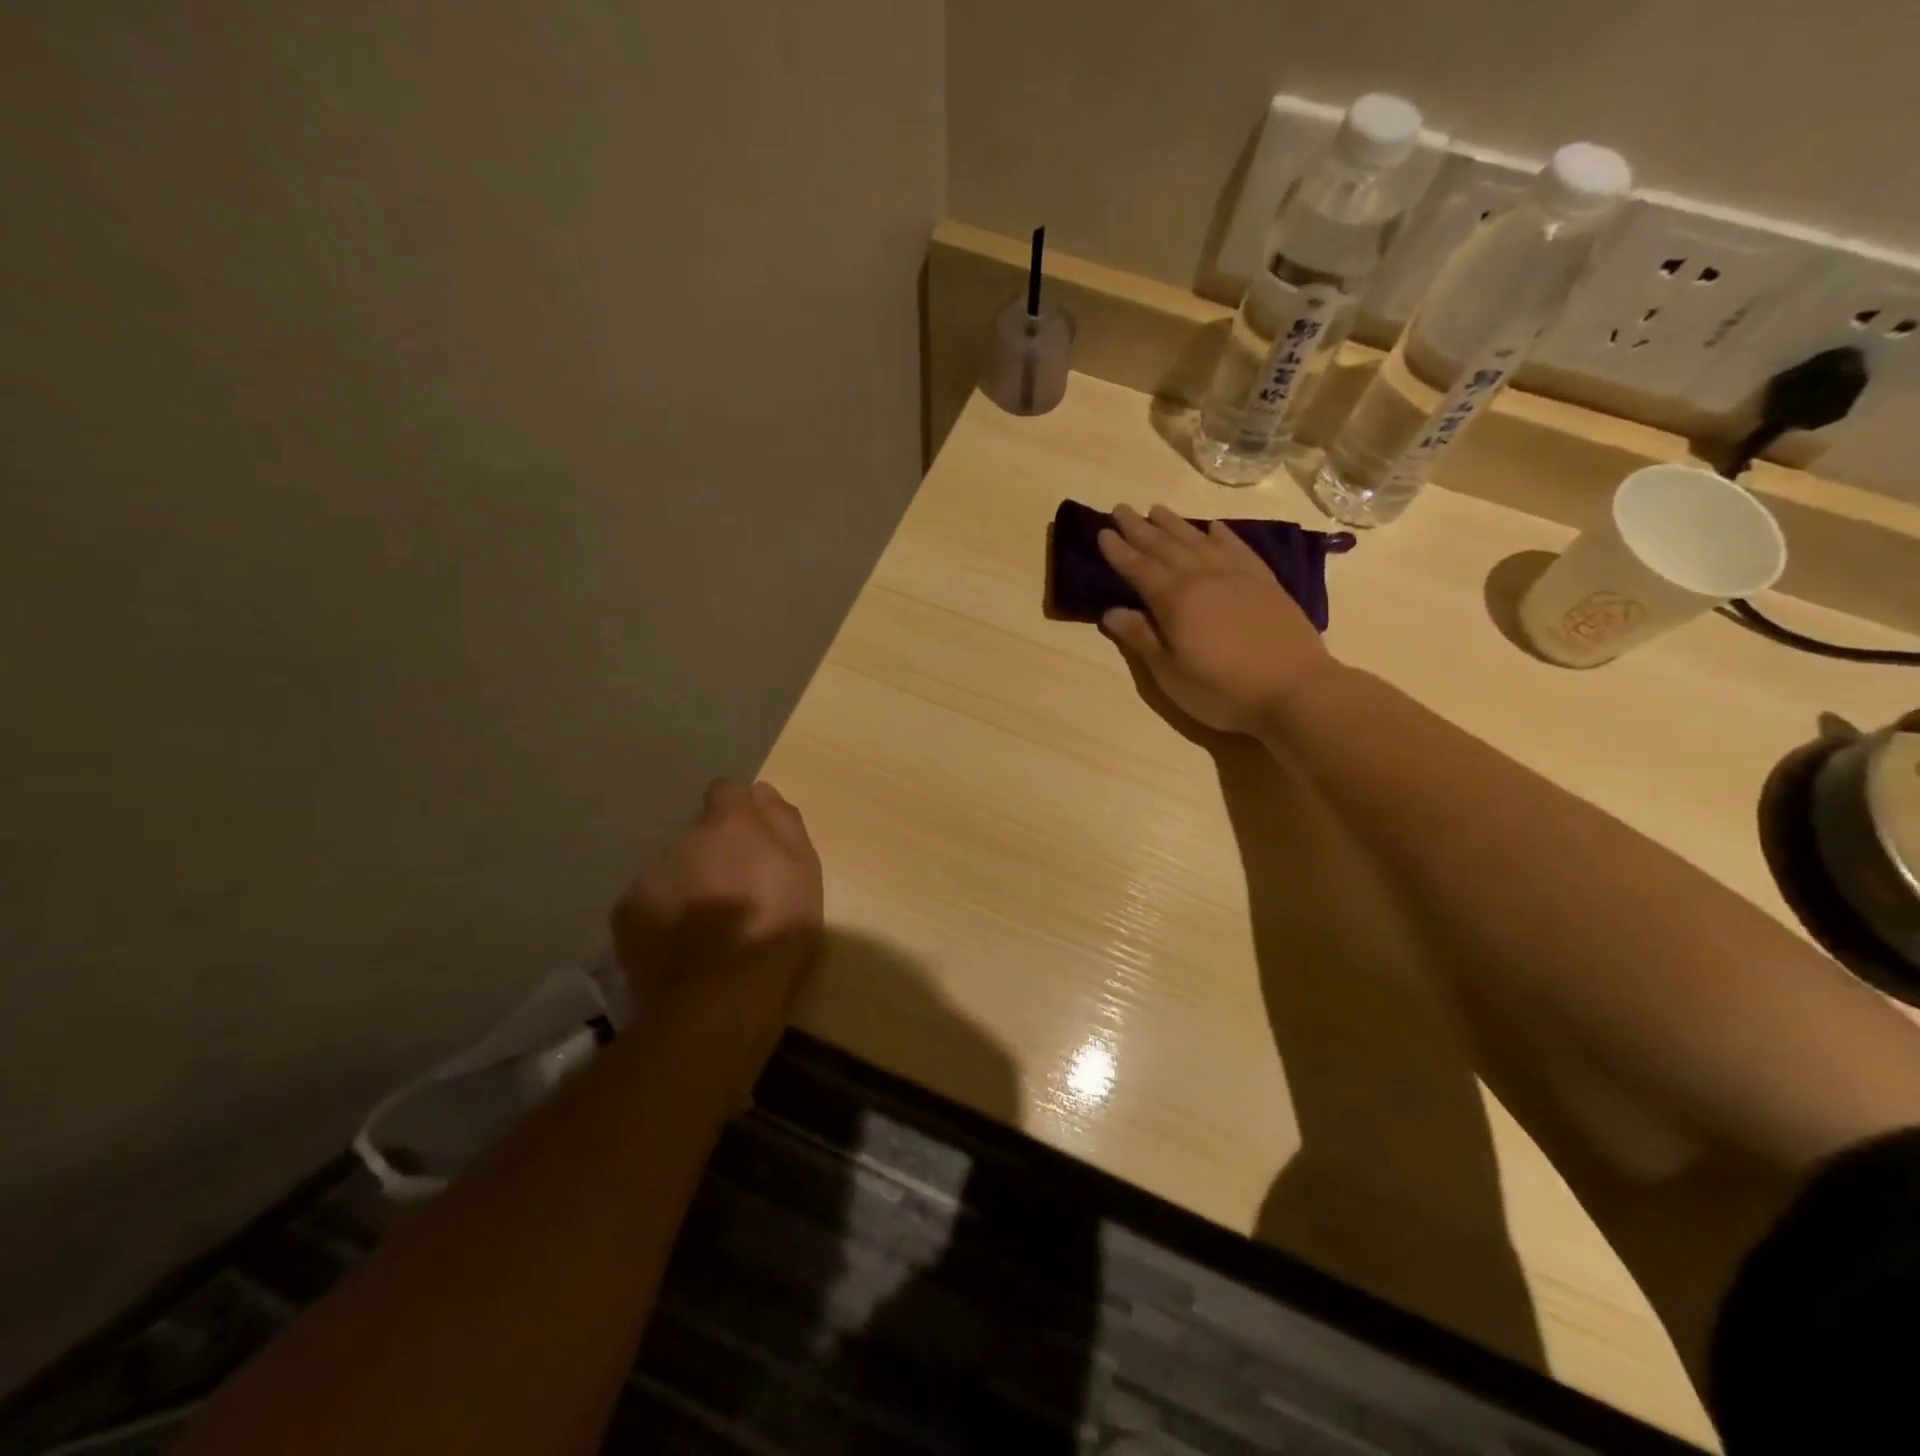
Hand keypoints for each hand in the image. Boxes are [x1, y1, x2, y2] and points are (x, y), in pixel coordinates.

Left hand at [612, 780, 823, 1069]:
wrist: (722, 996)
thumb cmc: (778, 928)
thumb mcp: (805, 870)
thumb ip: (784, 823)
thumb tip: (763, 792)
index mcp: (730, 825)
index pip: (727, 789)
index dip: (739, 810)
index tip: (752, 839)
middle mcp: (684, 838)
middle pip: (699, 833)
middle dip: (714, 852)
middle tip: (735, 892)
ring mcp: (650, 874)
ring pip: (672, 866)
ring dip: (688, 882)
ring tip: (706, 925)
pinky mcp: (626, 911)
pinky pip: (649, 900)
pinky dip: (663, 913)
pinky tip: (681, 943)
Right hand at [1097, 503, 1332, 734]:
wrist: (1294, 689)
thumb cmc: (1222, 689)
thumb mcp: (1170, 674)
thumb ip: (1140, 638)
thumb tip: (1110, 611)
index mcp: (1174, 600)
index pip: (1138, 567)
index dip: (1118, 550)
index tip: (1102, 532)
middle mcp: (1202, 577)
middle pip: (1164, 546)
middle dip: (1139, 528)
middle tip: (1121, 509)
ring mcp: (1236, 575)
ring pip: (1198, 540)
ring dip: (1174, 524)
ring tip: (1157, 509)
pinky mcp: (1264, 581)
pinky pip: (1237, 547)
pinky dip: (1221, 534)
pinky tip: (1213, 527)